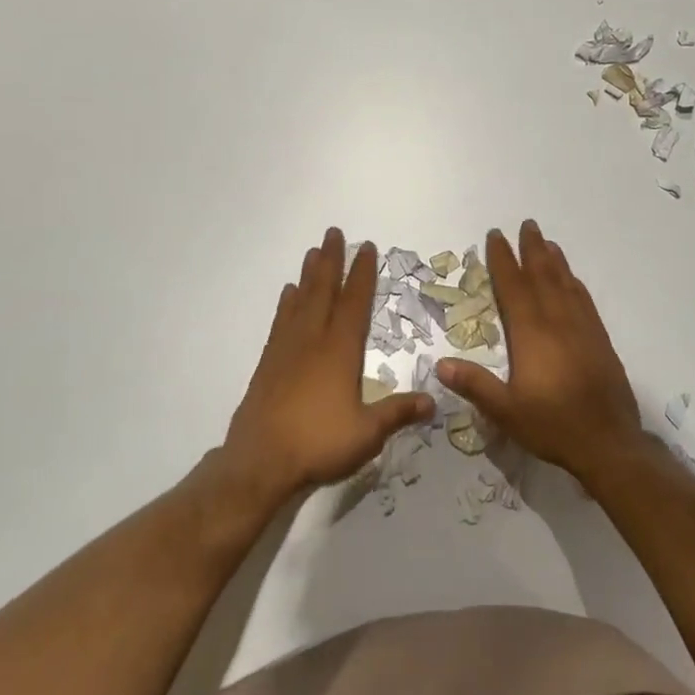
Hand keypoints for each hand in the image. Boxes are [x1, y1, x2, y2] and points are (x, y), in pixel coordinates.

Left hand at [223, 229, 432, 503]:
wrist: (260, 461)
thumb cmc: (318, 444)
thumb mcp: (367, 433)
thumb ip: (398, 413)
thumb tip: (434, 401)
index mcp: (340, 351)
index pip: (355, 303)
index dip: (362, 274)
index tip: (366, 248)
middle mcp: (312, 340)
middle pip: (323, 291)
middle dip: (331, 261)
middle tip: (334, 232)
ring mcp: (287, 349)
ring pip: (300, 301)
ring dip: (309, 275)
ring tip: (313, 252)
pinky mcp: (268, 363)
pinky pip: (280, 321)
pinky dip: (286, 302)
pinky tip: (288, 293)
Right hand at [437, 220, 643, 482]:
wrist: (609, 443)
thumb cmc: (552, 426)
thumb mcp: (506, 411)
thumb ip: (474, 385)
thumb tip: (440, 364)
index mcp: (531, 334)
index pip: (513, 287)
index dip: (503, 260)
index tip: (496, 236)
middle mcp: (558, 322)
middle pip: (543, 275)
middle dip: (532, 248)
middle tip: (527, 224)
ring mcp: (583, 329)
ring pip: (566, 284)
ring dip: (555, 260)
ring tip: (547, 241)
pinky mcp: (600, 340)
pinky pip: (585, 300)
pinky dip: (575, 283)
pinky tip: (573, 280)